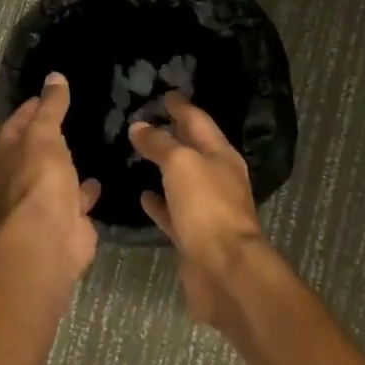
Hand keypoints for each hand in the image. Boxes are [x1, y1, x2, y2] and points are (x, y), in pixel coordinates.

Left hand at [0, 72, 100, 282]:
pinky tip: (100, 176)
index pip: (15, 123)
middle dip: (50, 136)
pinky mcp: (62, 218)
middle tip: (76, 116)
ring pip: (54, 175)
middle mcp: (13, 180)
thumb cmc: (38, 177)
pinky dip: (84, 189)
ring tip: (90, 143)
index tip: (53, 93)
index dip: (32, 107)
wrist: (50, 235)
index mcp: (0, 158)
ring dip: (67, 164)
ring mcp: (38, 201)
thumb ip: (51, 106)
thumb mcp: (43, 133)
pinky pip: (75, 197)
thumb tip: (54, 77)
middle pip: (33, 150)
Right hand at [127, 94, 266, 326]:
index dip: (181, 107)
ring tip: (140, 155)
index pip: (199, 122)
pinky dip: (160, 202)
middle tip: (148, 121)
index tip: (165, 94)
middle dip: (174, 134)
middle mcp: (218, 178)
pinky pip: (174, 211)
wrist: (224, 270)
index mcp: (222, 155)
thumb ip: (160, 144)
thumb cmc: (207, 207)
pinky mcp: (195, 236)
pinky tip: (143, 197)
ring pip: (183, 181)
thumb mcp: (181, 165)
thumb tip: (140, 126)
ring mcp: (208, 209)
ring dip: (165, 167)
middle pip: (193, 149)